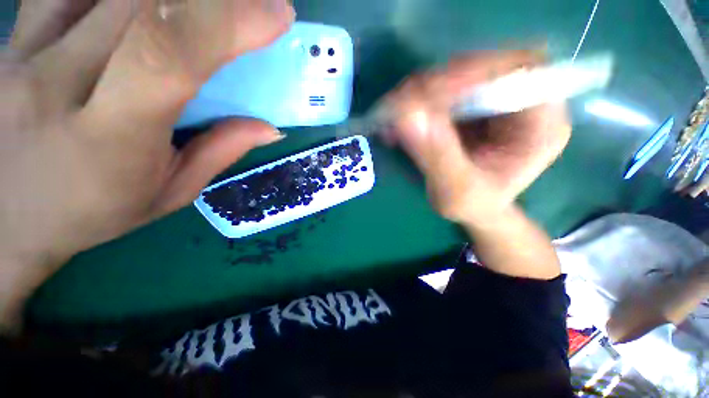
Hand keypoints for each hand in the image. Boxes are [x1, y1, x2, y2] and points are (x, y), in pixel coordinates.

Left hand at [0, 0, 293, 330]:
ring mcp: (23, 53)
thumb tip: (269, 128)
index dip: (227, 22)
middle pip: (142, 3)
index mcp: (110, 138)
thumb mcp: (169, 192)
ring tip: (201, 5)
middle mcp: (57, 82)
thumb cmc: (94, 211)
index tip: (276, 13)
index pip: (168, 56)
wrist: (8, 219)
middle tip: (252, 2)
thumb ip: (220, 152)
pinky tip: (137, 3)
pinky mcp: (10, 38)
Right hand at [382, 51, 570, 225]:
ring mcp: (493, 97)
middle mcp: (522, 100)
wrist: (473, 206)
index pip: (519, 71)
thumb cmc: (474, 205)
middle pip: (482, 66)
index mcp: (541, 123)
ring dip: (417, 95)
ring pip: (455, 75)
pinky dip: (414, 104)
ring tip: (391, 122)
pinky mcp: (470, 102)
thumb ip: (437, 156)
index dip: (471, 74)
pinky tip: (397, 125)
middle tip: (397, 109)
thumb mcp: (457, 191)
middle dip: (434, 86)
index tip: (425, 97)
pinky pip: (440, 90)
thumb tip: (407, 115)